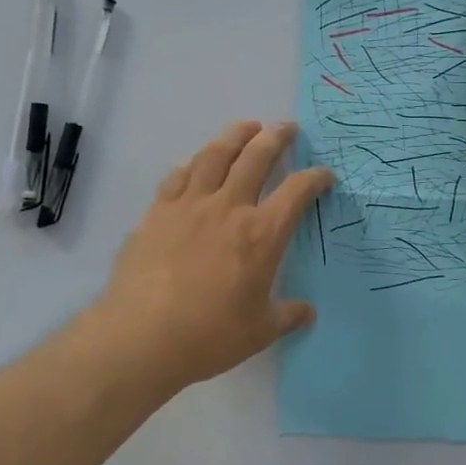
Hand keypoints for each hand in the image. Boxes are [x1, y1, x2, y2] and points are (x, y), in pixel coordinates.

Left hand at [85, 120, 332, 391]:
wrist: (140, 337)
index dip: (315, 178)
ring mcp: (189, 205)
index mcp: (261, 234)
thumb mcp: (260, 332)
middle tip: (286, 127)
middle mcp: (228, 208)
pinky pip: (178, 176)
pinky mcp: (157, 212)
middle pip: (256, 158)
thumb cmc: (209, 336)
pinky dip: (193, 164)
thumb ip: (287, 316)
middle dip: (276, 138)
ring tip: (246, 127)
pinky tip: (196, 164)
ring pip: (215, 155)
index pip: (297, 192)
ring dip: (235, 136)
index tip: (324, 175)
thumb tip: (307, 312)